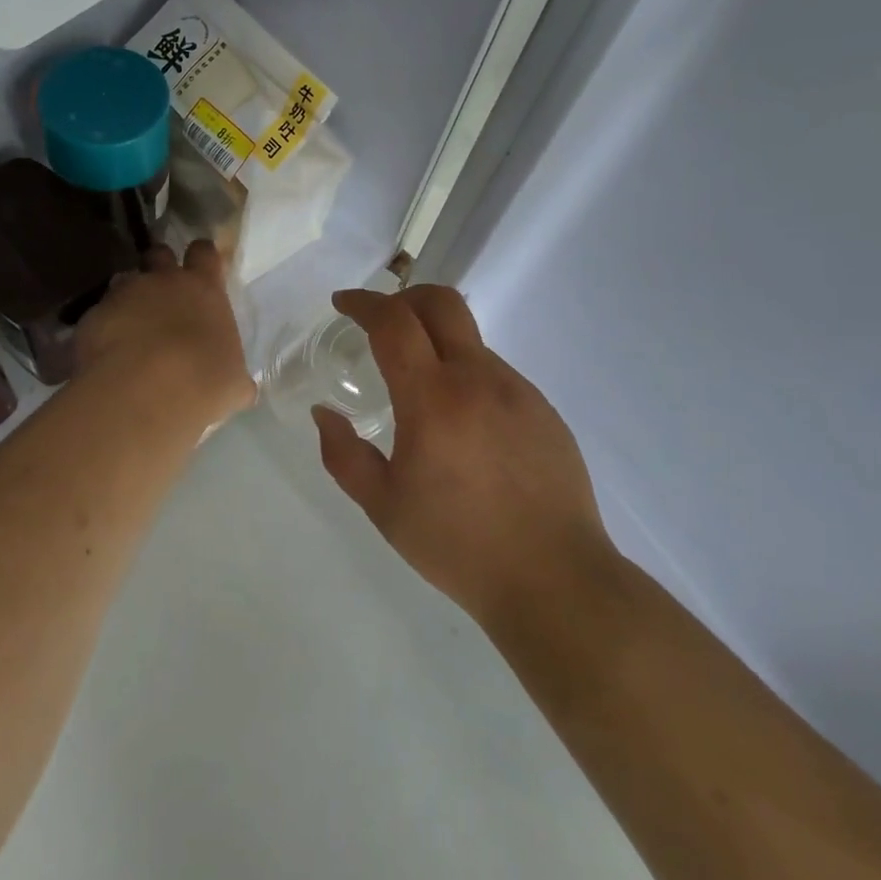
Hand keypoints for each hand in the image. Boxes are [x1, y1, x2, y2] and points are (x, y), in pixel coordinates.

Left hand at [74, 241, 254, 427]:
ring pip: (124, 281)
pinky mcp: (92, 316)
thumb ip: (234, 375)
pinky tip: (107, 354)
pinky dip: (104, 328)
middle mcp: (163, 281)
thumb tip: (240, 387)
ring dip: (129, 297)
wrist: (143, 393)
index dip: (202, 257)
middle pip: (159, 253)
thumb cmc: (202, 382)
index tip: (201, 267)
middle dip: (159, 266)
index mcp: (204, 289)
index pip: (204, 253)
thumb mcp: (232, 384)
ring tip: (131, 326)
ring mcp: (123, 295)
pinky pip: (99, 314)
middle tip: (162, 291)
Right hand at [313, 286, 615, 627]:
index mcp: (433, 399)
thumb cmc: (459, 546)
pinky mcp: (544, 410)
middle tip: (380, 322)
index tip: (342, 305)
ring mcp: (518, 391)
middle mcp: (478, 379)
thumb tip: (324, 415)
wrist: (556, 581)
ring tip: (421, 390)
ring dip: (436, 343)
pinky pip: (495, 373)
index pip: (394, 322)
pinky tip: (463, 425)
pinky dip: (466, 376)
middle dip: (403, 298)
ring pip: (469, 340)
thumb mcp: (384, 507)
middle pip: (441, 302)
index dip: (363, 303)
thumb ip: (343, 455)